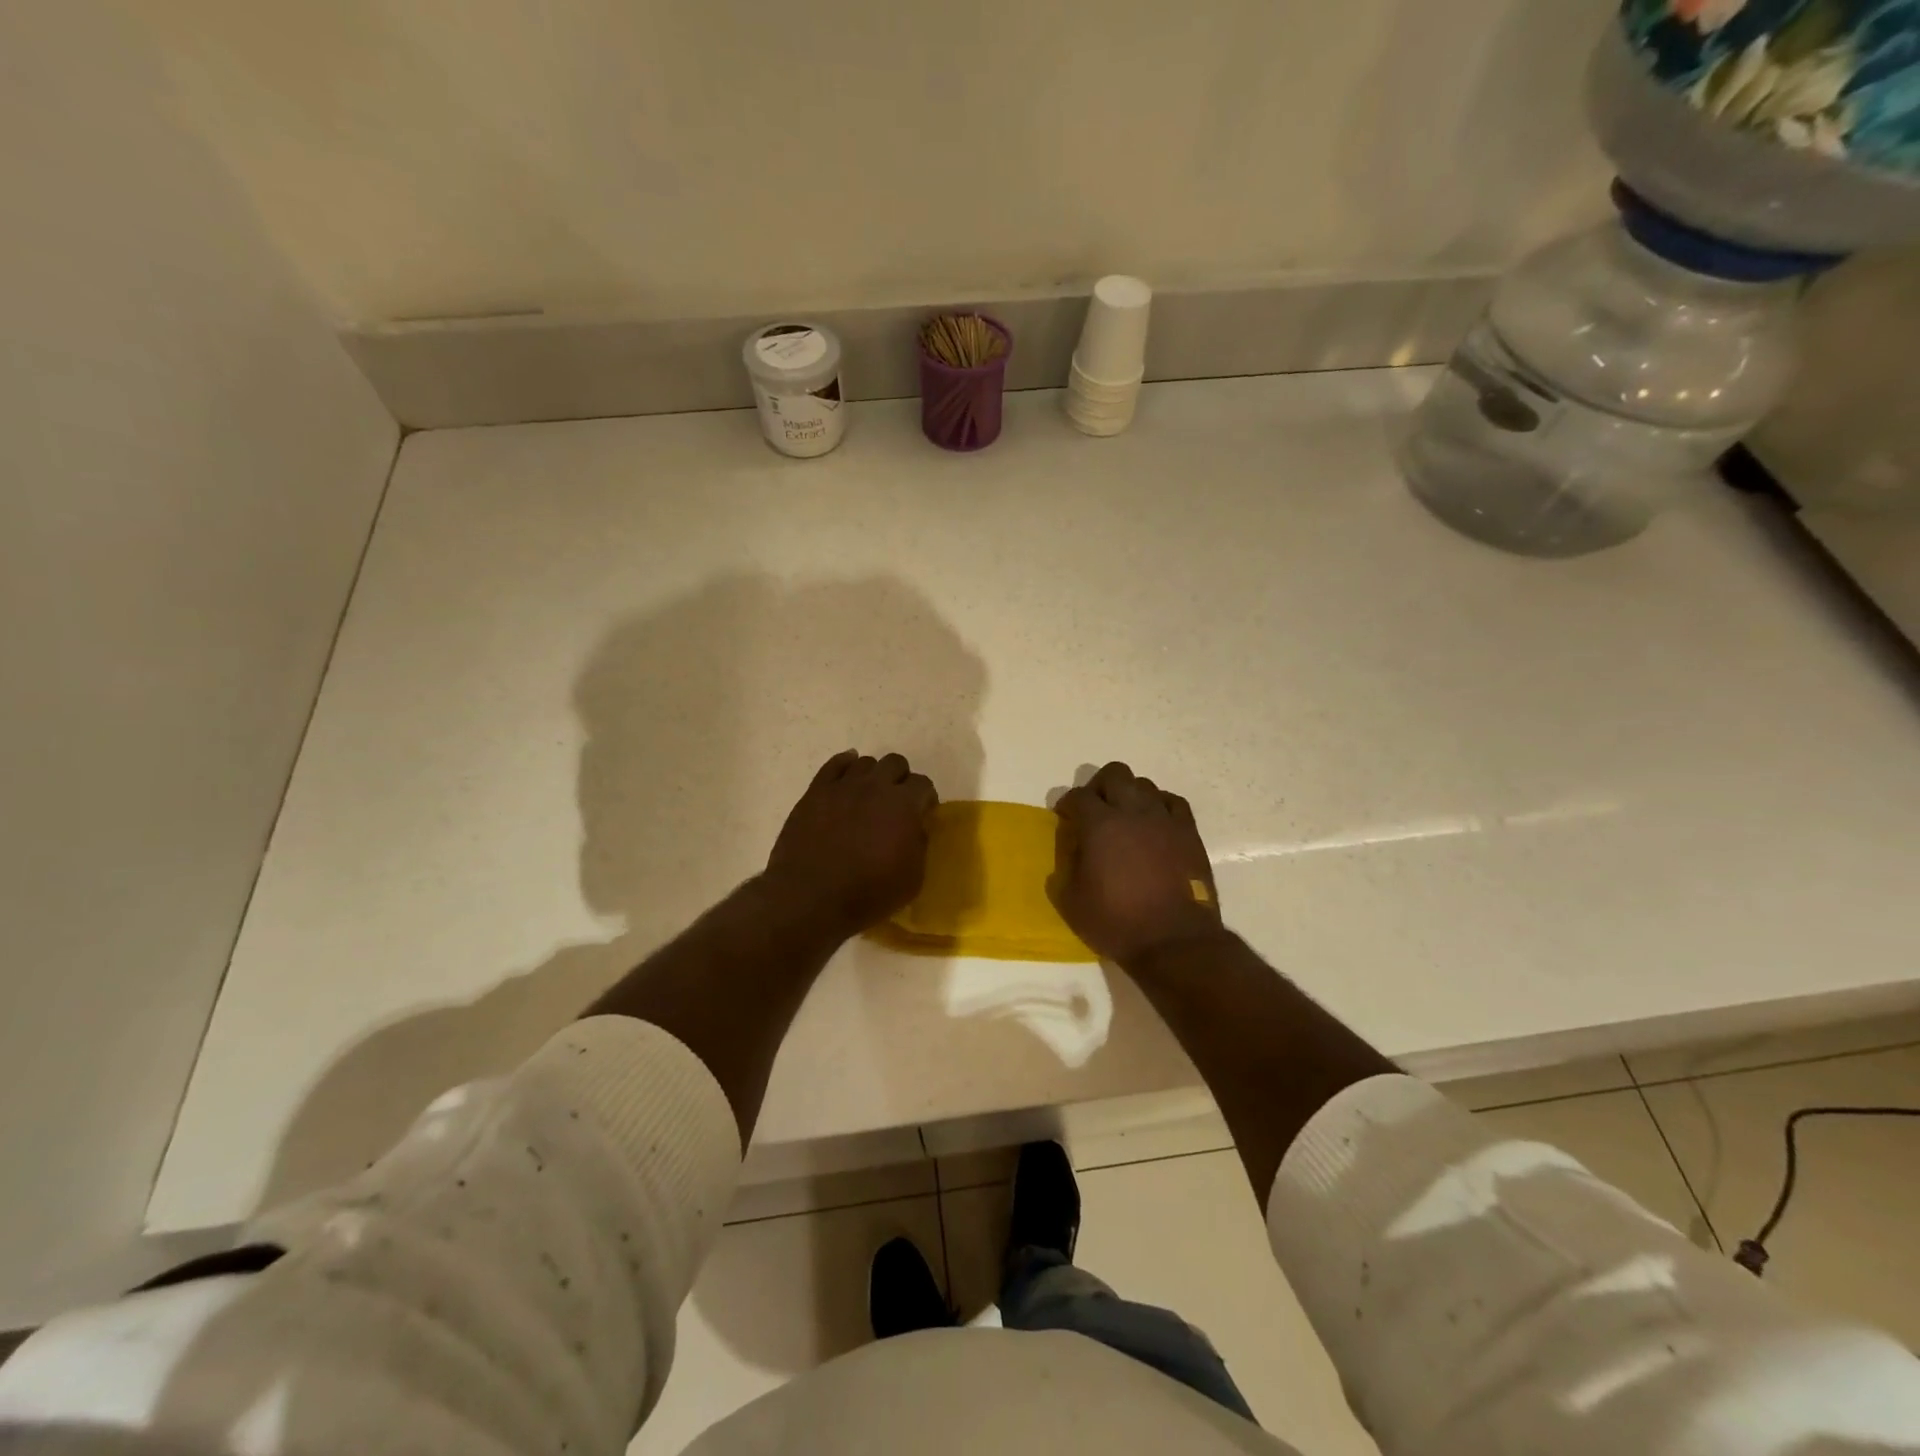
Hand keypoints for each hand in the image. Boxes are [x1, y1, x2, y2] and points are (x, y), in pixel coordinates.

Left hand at [764, 750, 938, 937]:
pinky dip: (844, 766)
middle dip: (901, 780)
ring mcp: (843, 786)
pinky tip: (846, 779)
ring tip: (868, 797)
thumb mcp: (913, 878)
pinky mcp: (815, 792)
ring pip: (865, 762)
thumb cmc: (868, 893)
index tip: (921, 815)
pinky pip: (833, 765)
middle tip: (896, 803)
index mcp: (903, 804)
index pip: (923, 784)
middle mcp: (875, 786)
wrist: (811, 898)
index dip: (925, 799)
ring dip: (873, 776)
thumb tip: (915, 828)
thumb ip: (919, 844)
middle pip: (895, 763)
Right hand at [1050, 762, 1224, 964]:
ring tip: (1125, 818)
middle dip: (1099, 787)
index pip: (1078, 796)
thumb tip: (1073, 850)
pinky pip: (1173, 803)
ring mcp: (1164, 819)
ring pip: (1144, 784)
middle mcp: (1132, 812)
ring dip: (1130, 795)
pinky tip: (1155, 823)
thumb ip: (1066, 868)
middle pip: (1114, 774)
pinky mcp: (1188, 833)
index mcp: (1100, 825)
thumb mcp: (1072, 901)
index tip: (1066, 817)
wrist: (1174, 941)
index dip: (1068, 804)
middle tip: (1094, 810)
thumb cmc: (1117, 923)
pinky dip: (1160, 806)